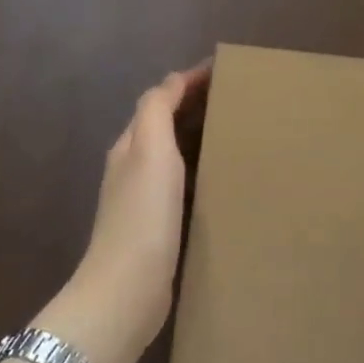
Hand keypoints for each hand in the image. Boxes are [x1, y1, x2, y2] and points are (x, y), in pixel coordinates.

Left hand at [38, 64, 208, 362]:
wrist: (126, 291)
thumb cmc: (143, 215)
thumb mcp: (150, 150)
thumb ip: (157, 110)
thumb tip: (174, 81)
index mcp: (131, 145)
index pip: (159, 99)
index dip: (188, 81)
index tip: (223, 71)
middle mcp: (133, 167)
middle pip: (165, 124)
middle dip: (196, 106)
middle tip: (237, 99)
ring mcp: (143, 200)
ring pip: (174, 153)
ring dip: (199, 137)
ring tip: (236, 132)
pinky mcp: (157, 227)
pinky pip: (182, 183)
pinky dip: (200, 169)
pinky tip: (221, 180)